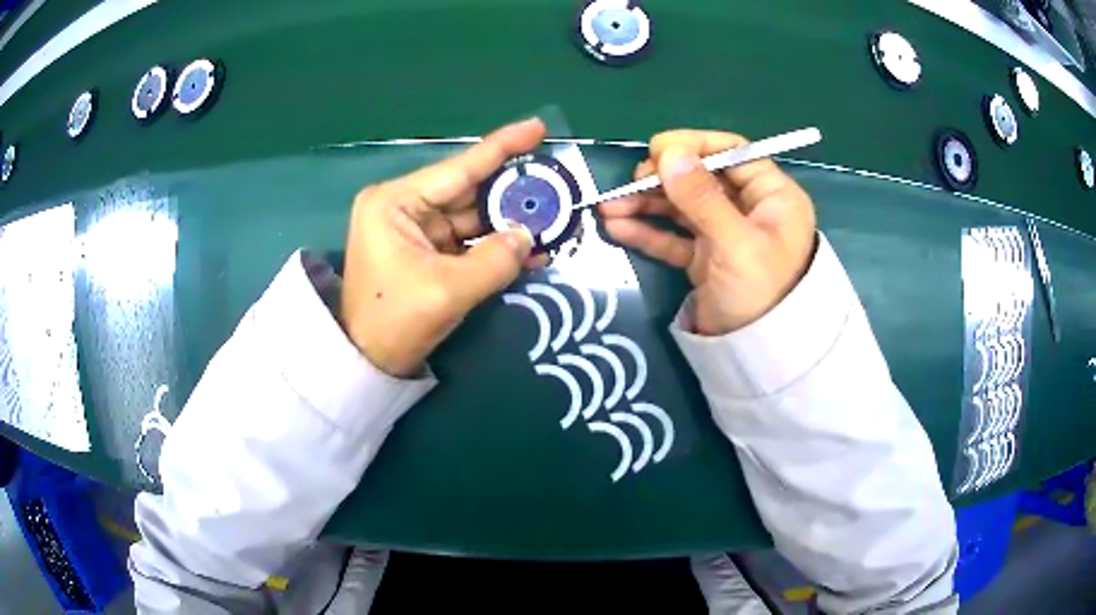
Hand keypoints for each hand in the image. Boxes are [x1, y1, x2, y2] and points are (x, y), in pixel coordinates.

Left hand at [341, 119, 546, 375]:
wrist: (366, 362)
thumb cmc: (393, 322)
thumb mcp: (447, 291)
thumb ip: (495, 260)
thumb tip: (528, 236)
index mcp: (396, 202)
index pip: (459, 168)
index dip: (502, 147)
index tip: (537, 127)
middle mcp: (404, 206)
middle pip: (469, 191)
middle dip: (512, 193)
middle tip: (556, 187)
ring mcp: (415, 229)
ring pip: (472, 217)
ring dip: (509, 223)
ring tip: (553, 220)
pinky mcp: (425, 252)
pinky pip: (468, 241)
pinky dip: (495, 246)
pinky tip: (530, 248)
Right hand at [601, 130, 816, 335]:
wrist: (759, 360)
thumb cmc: (761, 294)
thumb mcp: (734, 243)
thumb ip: (701, 196)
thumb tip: (667, 151)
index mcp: (772, 196)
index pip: (732, 153)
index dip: (694, 146)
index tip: (657, 149)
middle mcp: (749, 209)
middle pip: (702, 179)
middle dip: (662, 179)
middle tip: (631, 183)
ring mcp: (725, 234)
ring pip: (683, 208)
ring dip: (646, 205)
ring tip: (607, 208)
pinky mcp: (706, 259)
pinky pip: (675, 237)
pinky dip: (648, 232)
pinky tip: (618, 228)